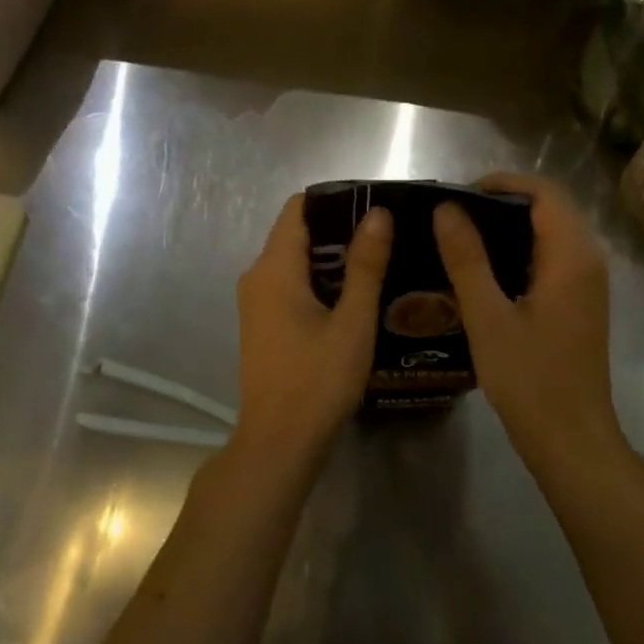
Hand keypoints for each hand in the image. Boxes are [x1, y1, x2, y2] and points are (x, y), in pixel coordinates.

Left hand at [234, 194, 391, 464]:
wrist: (279, 443)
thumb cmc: (318, 380)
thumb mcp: (352, 322)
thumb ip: (365, 265)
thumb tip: (378, 214)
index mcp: (274, 267)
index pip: (299, 208)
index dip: (335, 200)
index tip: (373, 206)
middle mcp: (257, 275)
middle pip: (297, 232)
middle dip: (340, 229)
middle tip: (386, 236)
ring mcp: (256, 301)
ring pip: (295, 260)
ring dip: (332, 258)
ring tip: (378, 261)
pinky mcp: (262, 322)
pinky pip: (290, 284)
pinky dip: (319, 281)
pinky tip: (354, 295)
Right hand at [434, 174, 623, 473]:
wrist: (572, 440)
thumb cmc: (530, 379)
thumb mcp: (488, 317)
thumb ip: (467, 258)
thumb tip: (446, 209)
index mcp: (571, 256)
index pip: (543, 192)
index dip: (502, 183)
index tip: (458, 194)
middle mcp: (588, 260)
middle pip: (550, 208)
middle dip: (503, 202)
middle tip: (453, 216)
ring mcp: (588, 283)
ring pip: (552, 233)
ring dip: (511, 226)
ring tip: (462, 237)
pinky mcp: (581, 302)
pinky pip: (553, 257)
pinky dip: (521, 250)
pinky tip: (486, 270)